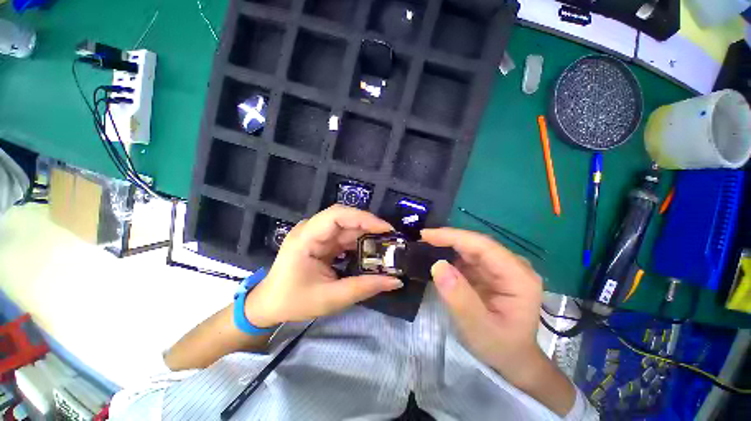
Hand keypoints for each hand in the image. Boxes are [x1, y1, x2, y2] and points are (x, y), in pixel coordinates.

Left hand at [245, 205, 403, 327]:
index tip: (386, 229)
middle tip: (391, 239)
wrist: (269, 304)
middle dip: (370, 226)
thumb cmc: (294, 301)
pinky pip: (344, 236)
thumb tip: (395, 281)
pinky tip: (371, 251)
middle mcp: (311, 229)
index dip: (364, 218)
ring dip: (367, 235)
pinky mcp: (321, 240)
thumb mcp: (331, 298)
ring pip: (347, 227)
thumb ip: (364, 288)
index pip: (337, 215)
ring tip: (386, 246)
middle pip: (345, 218)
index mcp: (306, 238)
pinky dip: (359, 243)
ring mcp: (316, 234)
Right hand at [421, 228, 542, 376]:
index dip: (452, 237)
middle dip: (447, 239)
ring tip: (424, 246)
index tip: (425, 235)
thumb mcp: (477, 329)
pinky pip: (468, 257)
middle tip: (420, 239)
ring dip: (447, 245)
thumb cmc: (499, 347)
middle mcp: (513, 266)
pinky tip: (436, 256)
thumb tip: (438, 265)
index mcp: (518, 277)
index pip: (483, 246)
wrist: (512, 359)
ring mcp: (502, 267)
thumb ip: (459, 298)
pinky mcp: (491, 271)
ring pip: (470, 248)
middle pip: (476, 244)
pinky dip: (450, 255)